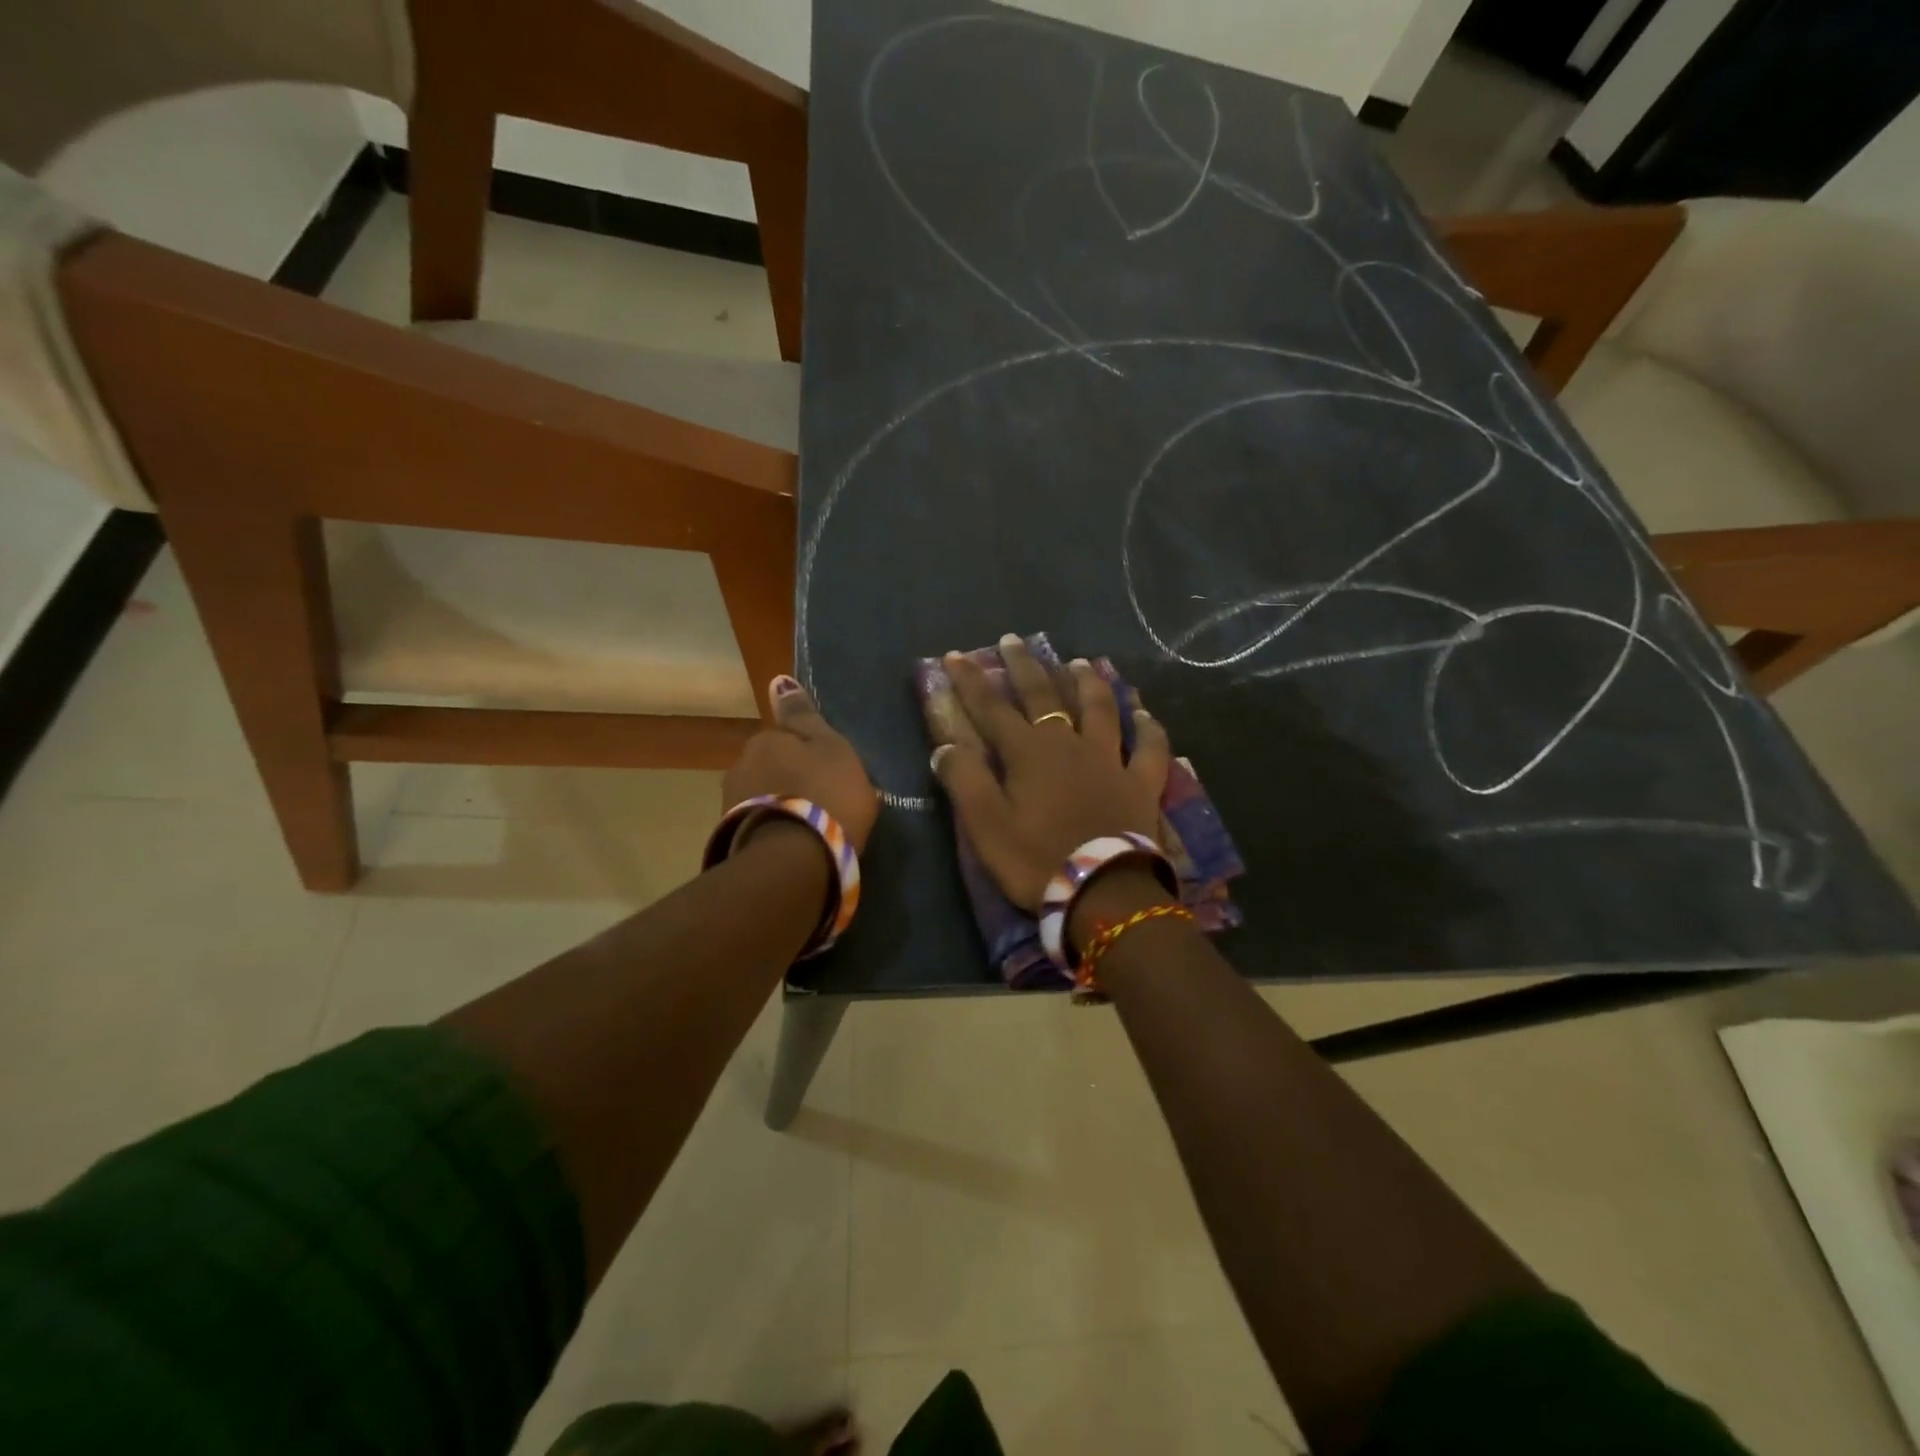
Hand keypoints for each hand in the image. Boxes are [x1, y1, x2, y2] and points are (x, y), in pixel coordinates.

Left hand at [724, 677, 879, 850]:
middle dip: (790, 779)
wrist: (795, 860)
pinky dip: (775, 829)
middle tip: (821, 800)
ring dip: (781, 804)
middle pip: (770, 767)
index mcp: (766, 740)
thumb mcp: (832, 748)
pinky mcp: (732, 839)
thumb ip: (805, 716)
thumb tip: (777, 679)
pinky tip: (795, 844)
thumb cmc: (826, 794)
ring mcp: (731, 805)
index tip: (829, 775)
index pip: (787, 738)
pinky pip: (760, 825)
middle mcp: (740, 766)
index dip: (810, 755)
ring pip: (762, 796)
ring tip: (809, 827)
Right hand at [926, 635, 1171, 910]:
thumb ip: (964, 781)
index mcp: (1029, 753)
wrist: (1104, 892)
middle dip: (1025, 667)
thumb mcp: (985, 826)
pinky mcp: (1142, 783)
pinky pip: (1151, 748)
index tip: (955, 655)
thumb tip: (945, 746)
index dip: (971, 681)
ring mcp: (1111, 760)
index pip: (992, 708)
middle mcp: (1070, 744)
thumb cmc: (1037, 859)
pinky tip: (1146, 712)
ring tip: (1079, 663)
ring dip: (1088, 683)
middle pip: (1045, 696)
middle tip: (1014, 640)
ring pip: (1101, 709)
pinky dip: (1149, 728)